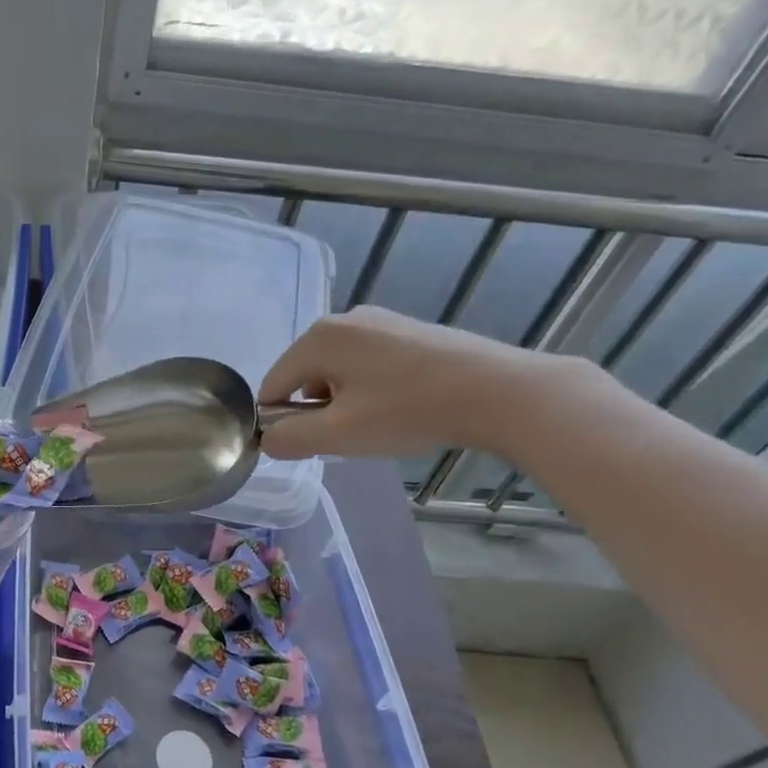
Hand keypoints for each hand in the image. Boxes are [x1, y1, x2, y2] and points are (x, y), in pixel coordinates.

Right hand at [257, 307, 569, 461]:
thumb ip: (291, 439)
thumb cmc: (408, 411)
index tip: (308, 447)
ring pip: (338, 371)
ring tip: (378, 425)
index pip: (273, 384)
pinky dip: (371, 389)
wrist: (499, 393)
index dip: (279, 421)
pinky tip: (400, 407)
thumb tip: (268, 440)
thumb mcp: (339, 434)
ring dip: (344, 402)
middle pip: (305, 375)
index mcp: (319, 337)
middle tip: (348, 437)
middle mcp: (345, 319)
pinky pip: (368, 364)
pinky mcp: (409, 332)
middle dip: (316, 410)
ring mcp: (380, 322)